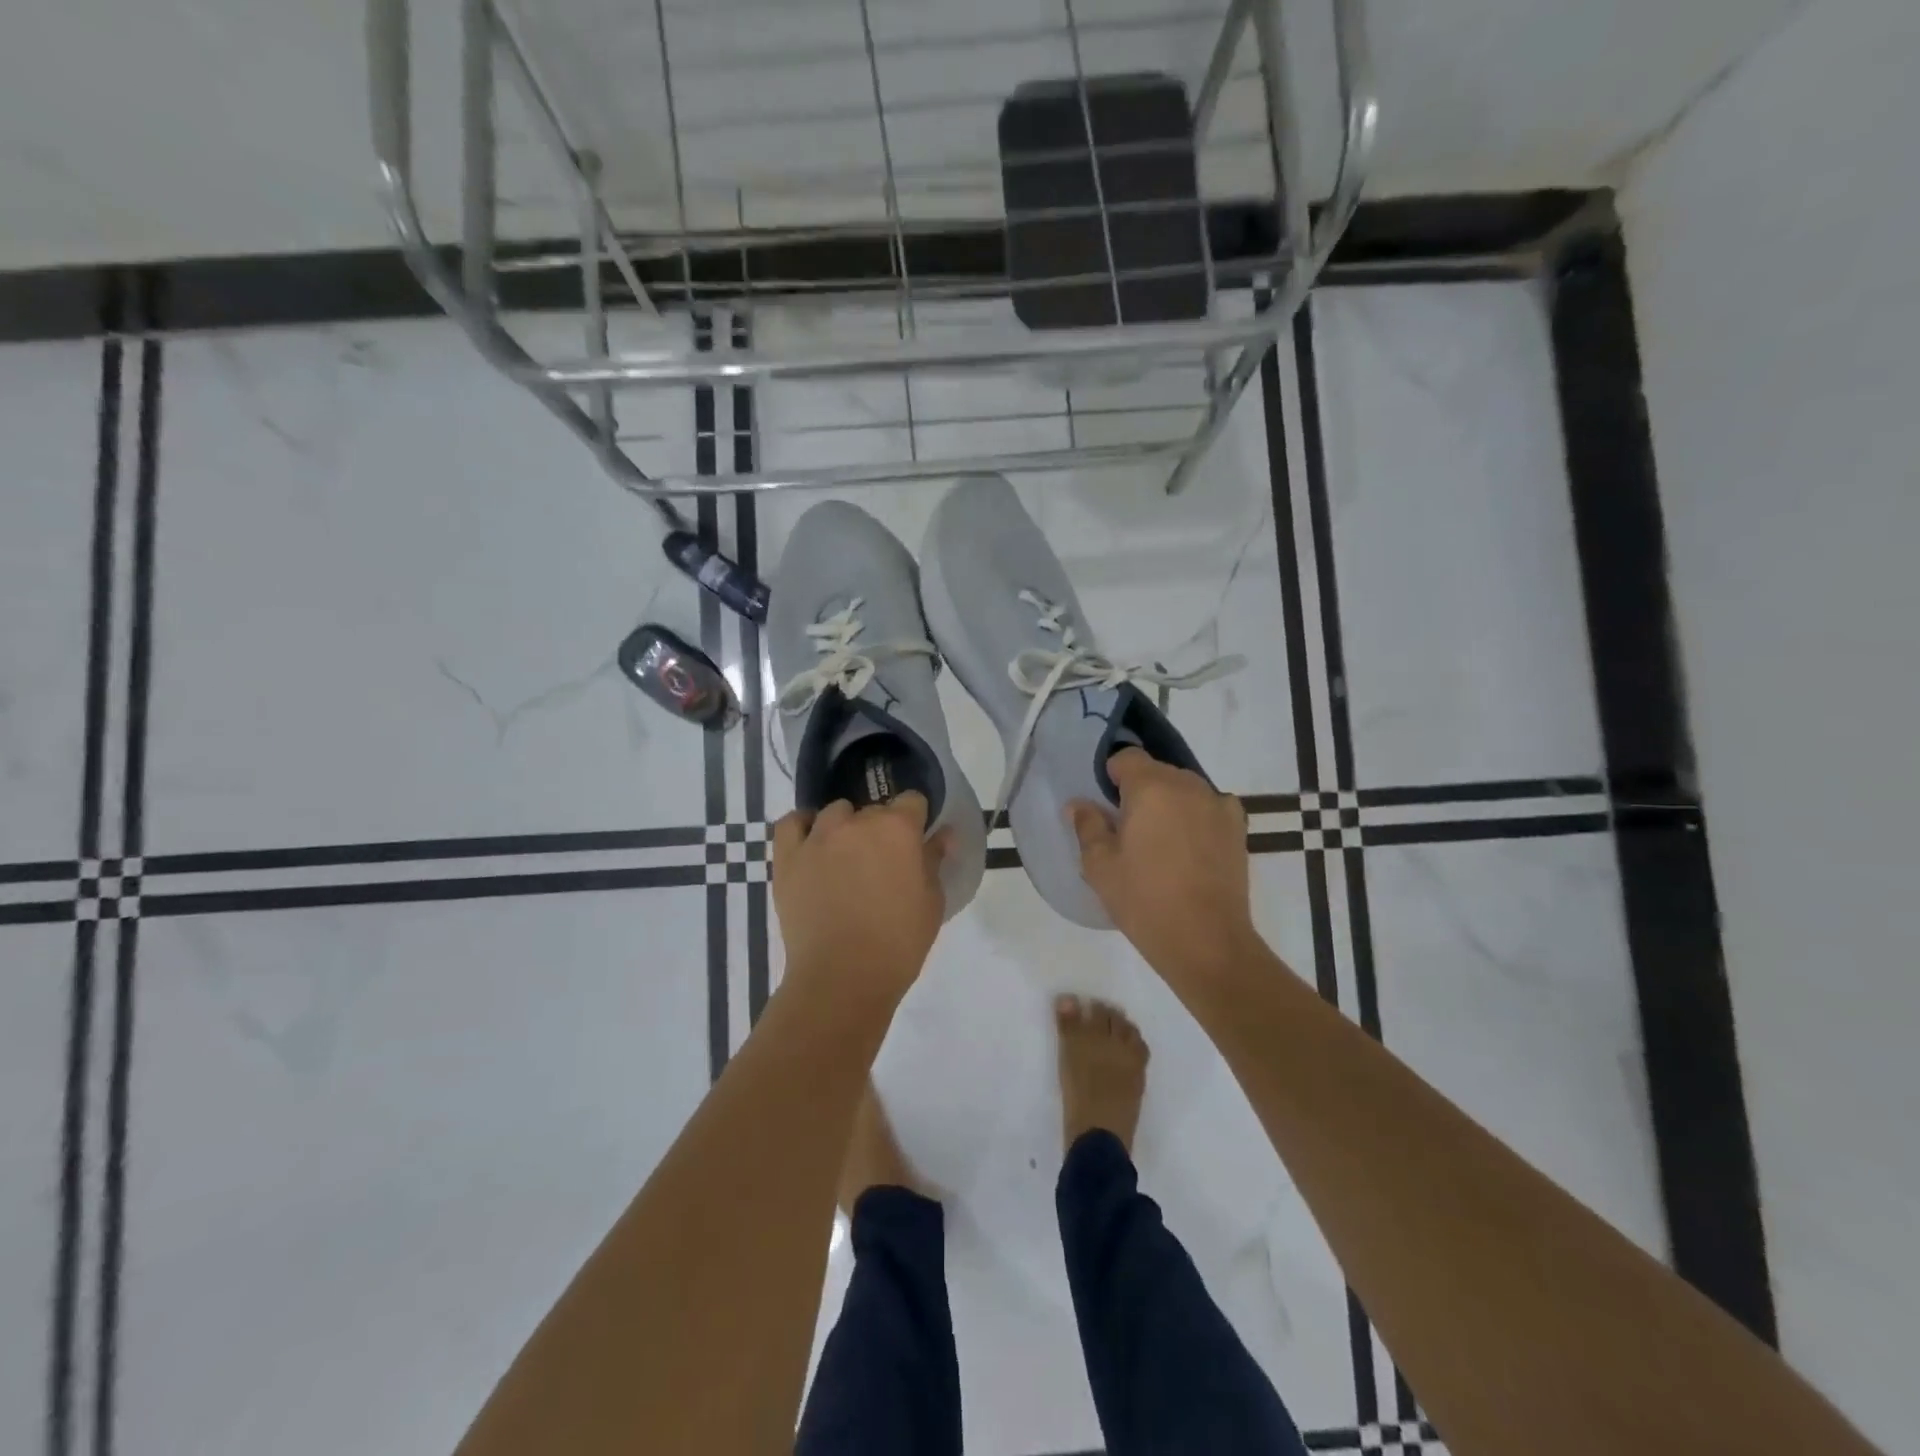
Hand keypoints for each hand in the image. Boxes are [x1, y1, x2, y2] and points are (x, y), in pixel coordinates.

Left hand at [772, 793, 949, 1001]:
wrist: (843, 978)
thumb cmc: (898, 943)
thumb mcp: (932, 902)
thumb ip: (934, 860)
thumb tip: (943, 834)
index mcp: (898, 829)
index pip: (912, 800)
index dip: (916, 819)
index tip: (916, 841)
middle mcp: (857, 822)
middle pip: (874, 809)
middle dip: (882, 829)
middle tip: (883, 863)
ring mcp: (818, 837)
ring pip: (836, 813)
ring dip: (846, 827)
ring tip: (847, 857)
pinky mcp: (788, 857)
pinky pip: (792, 823)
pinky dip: (804, 826)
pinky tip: (813, 843)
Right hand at [1069, 749, 1257, 989]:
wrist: (1206, 941)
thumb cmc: (1144, 899)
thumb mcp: (1099, 865)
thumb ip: (1087, 825)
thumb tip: (1079, 804)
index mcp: (1151, 786)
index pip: (1127, 757)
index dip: (1111, 776)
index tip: (1104, 806)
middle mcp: (1189, 785)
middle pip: (1157, 772)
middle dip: (1140, 790)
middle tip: (1126, 829)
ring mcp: (1219, 806)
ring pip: (1184, 790)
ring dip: (1169, 804)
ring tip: (1159, 843)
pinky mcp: (1238, 829)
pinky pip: (1209, 809)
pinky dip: (1196, 818)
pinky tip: (1188, 849)